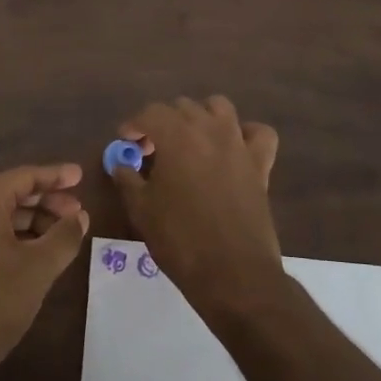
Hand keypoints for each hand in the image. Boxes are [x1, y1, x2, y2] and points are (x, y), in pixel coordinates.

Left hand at [0, 164, 88, 380]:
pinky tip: (34, 255)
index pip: (24, 176)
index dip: (55, 176)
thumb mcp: (39, 268)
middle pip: (9, 194)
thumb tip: (80, 217)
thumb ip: (64, 236)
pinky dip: (11, 238)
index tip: (81, 176)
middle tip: (77, 213)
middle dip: (45, 201)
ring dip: (30, 222)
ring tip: (61, 236)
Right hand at [111, 96, 282, 326]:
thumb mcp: (141, 210)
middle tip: (152, 151)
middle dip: (163, 122)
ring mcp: (238, 144)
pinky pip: (258, 133)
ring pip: (219, 107)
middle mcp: (209, 129)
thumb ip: (127, 179)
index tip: (126, 144)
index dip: (134, 125)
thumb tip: (120, 163)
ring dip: (200, 117)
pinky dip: (244, 133)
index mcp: (176, 136)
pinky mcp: (260, 164)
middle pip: (182, 107)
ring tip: (190, 142)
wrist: (232, 273)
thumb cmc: (179, 240)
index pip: (150, 113)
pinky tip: (232, 149)